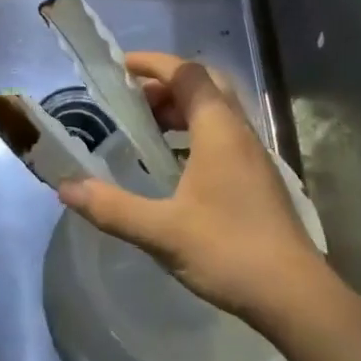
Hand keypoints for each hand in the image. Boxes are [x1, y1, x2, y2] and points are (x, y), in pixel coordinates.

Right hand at [56, 53, 336, 328]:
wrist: (295, 296)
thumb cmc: (228, 251)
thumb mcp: (161, 232)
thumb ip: (111, 207)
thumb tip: (66, 187)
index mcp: (219, 130)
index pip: (186, 73)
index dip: (152, 63)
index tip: (119, 68)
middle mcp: (239, 132)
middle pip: (204, 85)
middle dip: (165, 84)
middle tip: (131, 100)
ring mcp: (253, 155)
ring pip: (215, 111)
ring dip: (181, 109)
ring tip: (145, 129)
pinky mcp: (258, 178)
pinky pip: (222, 135)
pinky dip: (194, 132)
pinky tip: (174, 164)